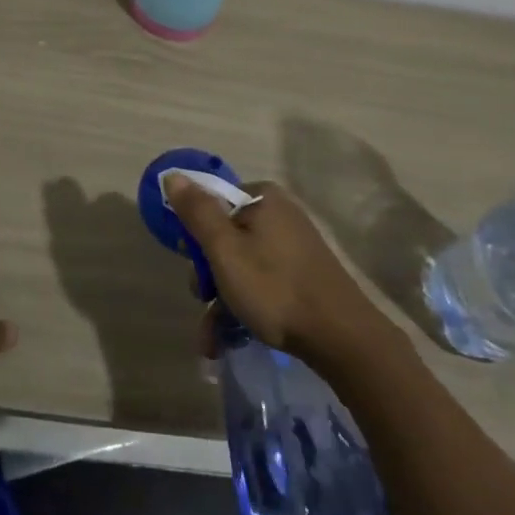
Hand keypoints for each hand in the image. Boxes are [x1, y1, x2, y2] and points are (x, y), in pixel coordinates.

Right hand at [165, 176, 396, 365]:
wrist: (341, 337)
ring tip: (212, 340)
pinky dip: (244, 306)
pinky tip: (228, 339)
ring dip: (221, 300)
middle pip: (226, 237)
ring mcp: (294, 245)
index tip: (195, 267)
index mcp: (263, 198)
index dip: (197, 236)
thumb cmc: (274, 288)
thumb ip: (197, 212)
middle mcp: (280, 214)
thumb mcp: (225, 250)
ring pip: (241, 265)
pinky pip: (262, 282)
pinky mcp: (303, 273)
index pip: (213, 204)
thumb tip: (173, 174)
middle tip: (205, 302)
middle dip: (209, 276)